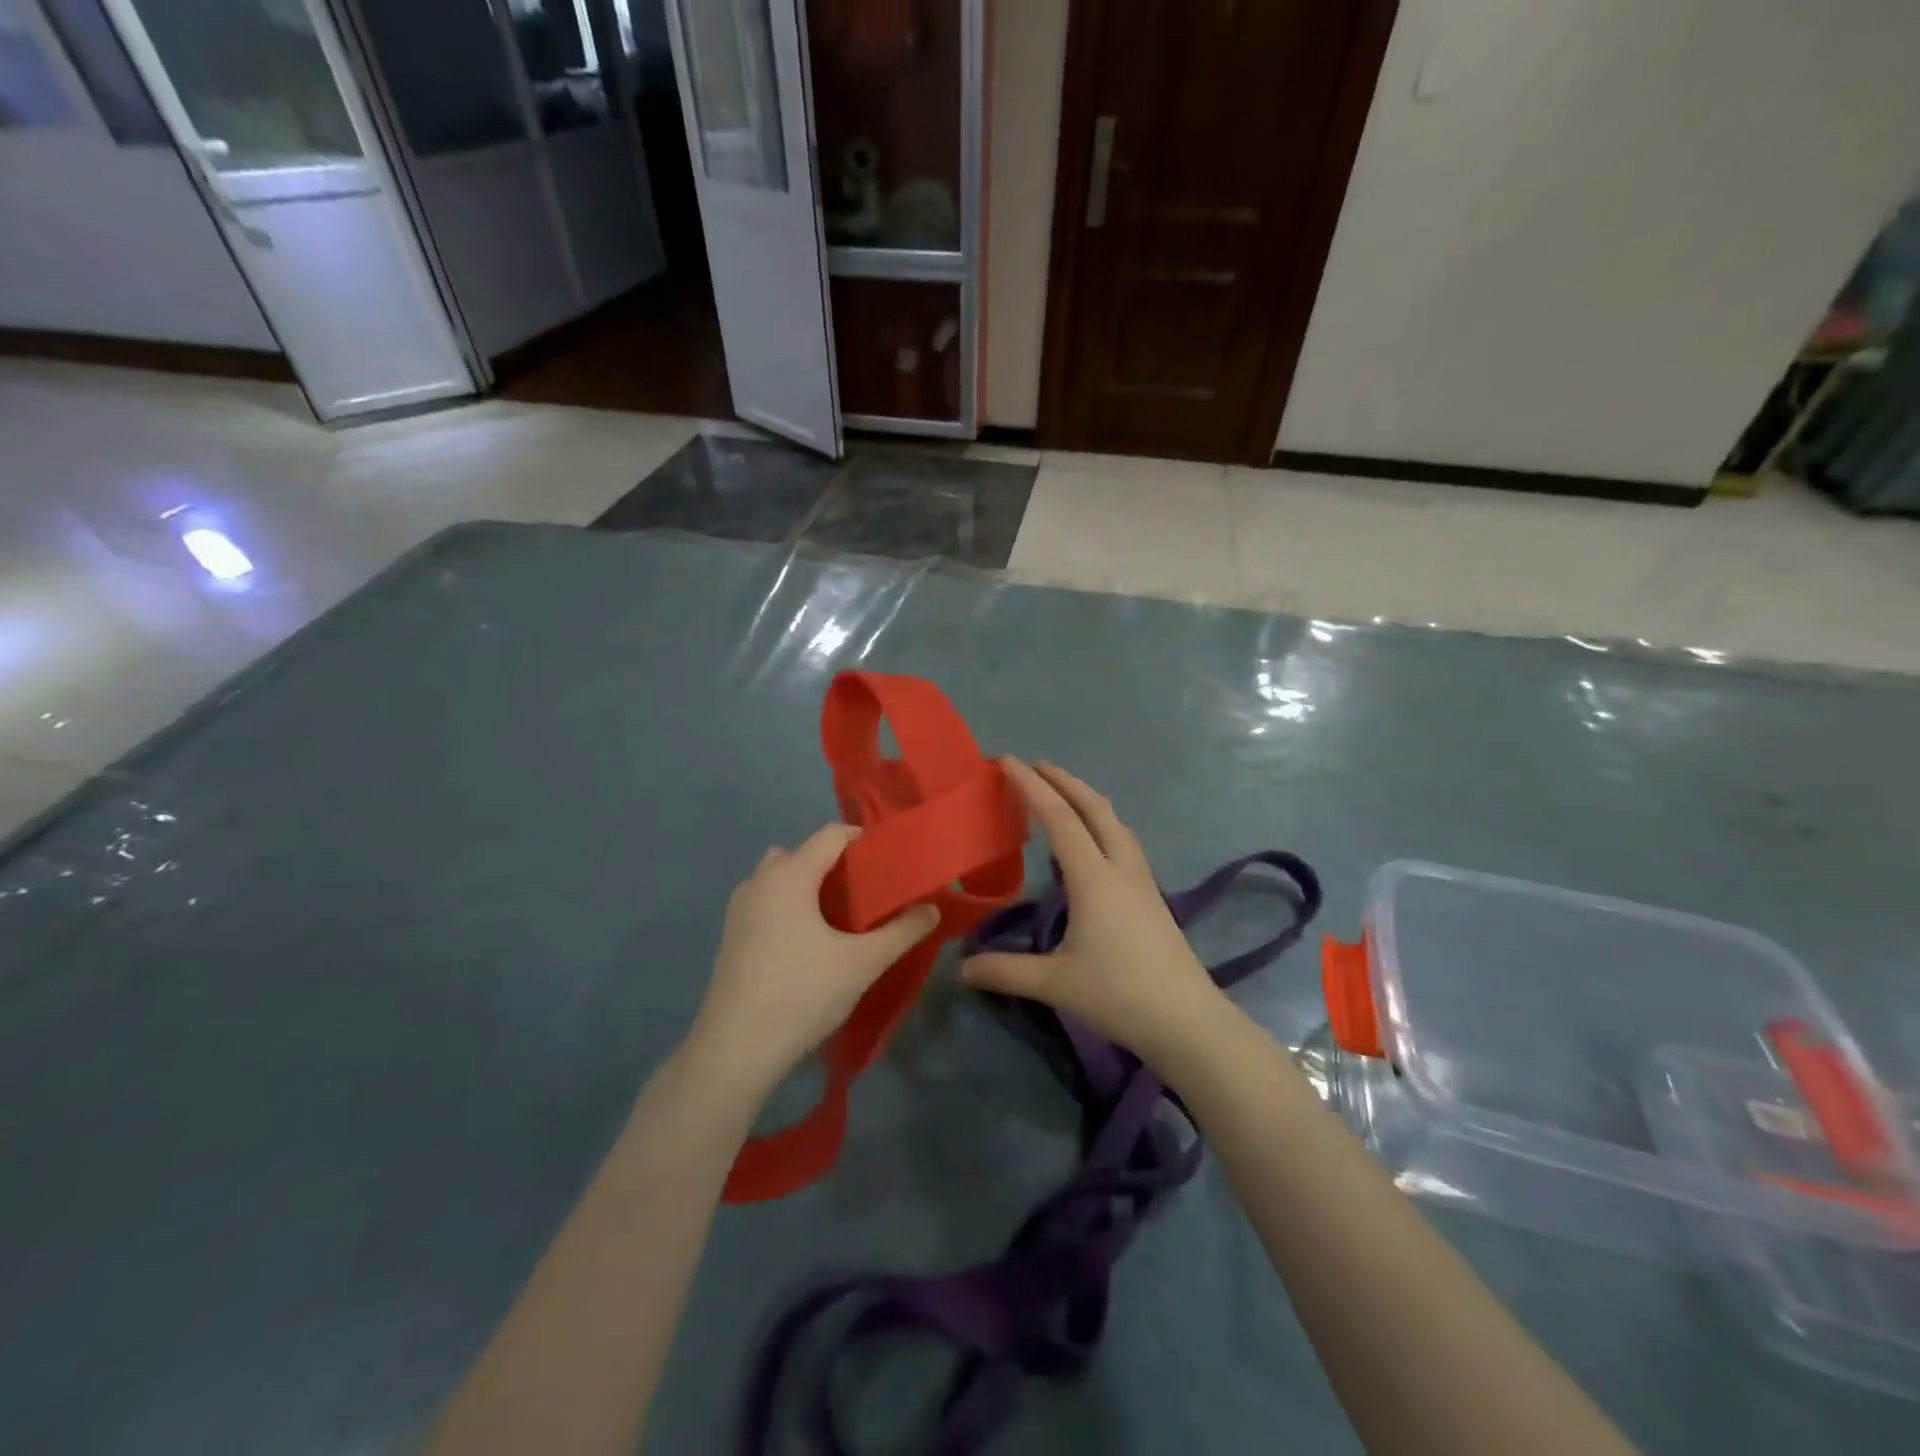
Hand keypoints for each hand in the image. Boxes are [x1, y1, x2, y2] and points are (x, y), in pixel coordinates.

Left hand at [688, 824, 938, 1100]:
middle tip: (869, 890)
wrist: (735, 1050)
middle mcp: (759, 880)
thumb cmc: (802, 994)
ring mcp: (739, 908)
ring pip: (781, 877)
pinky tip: (810, 941)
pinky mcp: (730, 935)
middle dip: (837, 864)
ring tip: (841, 915)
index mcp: (789, 875)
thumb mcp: (862, 963)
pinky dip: (790, 905)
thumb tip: (932, 909)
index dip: (863, 840)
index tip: (890, 861)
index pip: (831, 834)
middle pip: (804, 852)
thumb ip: (902, 932)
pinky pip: (767, 901)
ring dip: (810, 885)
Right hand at [962, 760, 1221, 1066]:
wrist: (1189, 1022)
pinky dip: (1102, 825)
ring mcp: (1142, 882)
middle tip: (1035, 766)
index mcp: (1094, 878)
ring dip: (1087, 800)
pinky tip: (1093, 844)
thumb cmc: (1120, 995)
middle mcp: (1120, 869)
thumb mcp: (1055, 984)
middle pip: (1095, 808)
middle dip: (1064, 781)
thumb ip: (1005, 971)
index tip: (1008, 761)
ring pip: (1115, 823)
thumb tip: (961, 969)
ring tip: (1063, 795)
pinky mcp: (1153, 898)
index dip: (1032, 787)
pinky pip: (1123, 843)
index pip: (1060, 818)